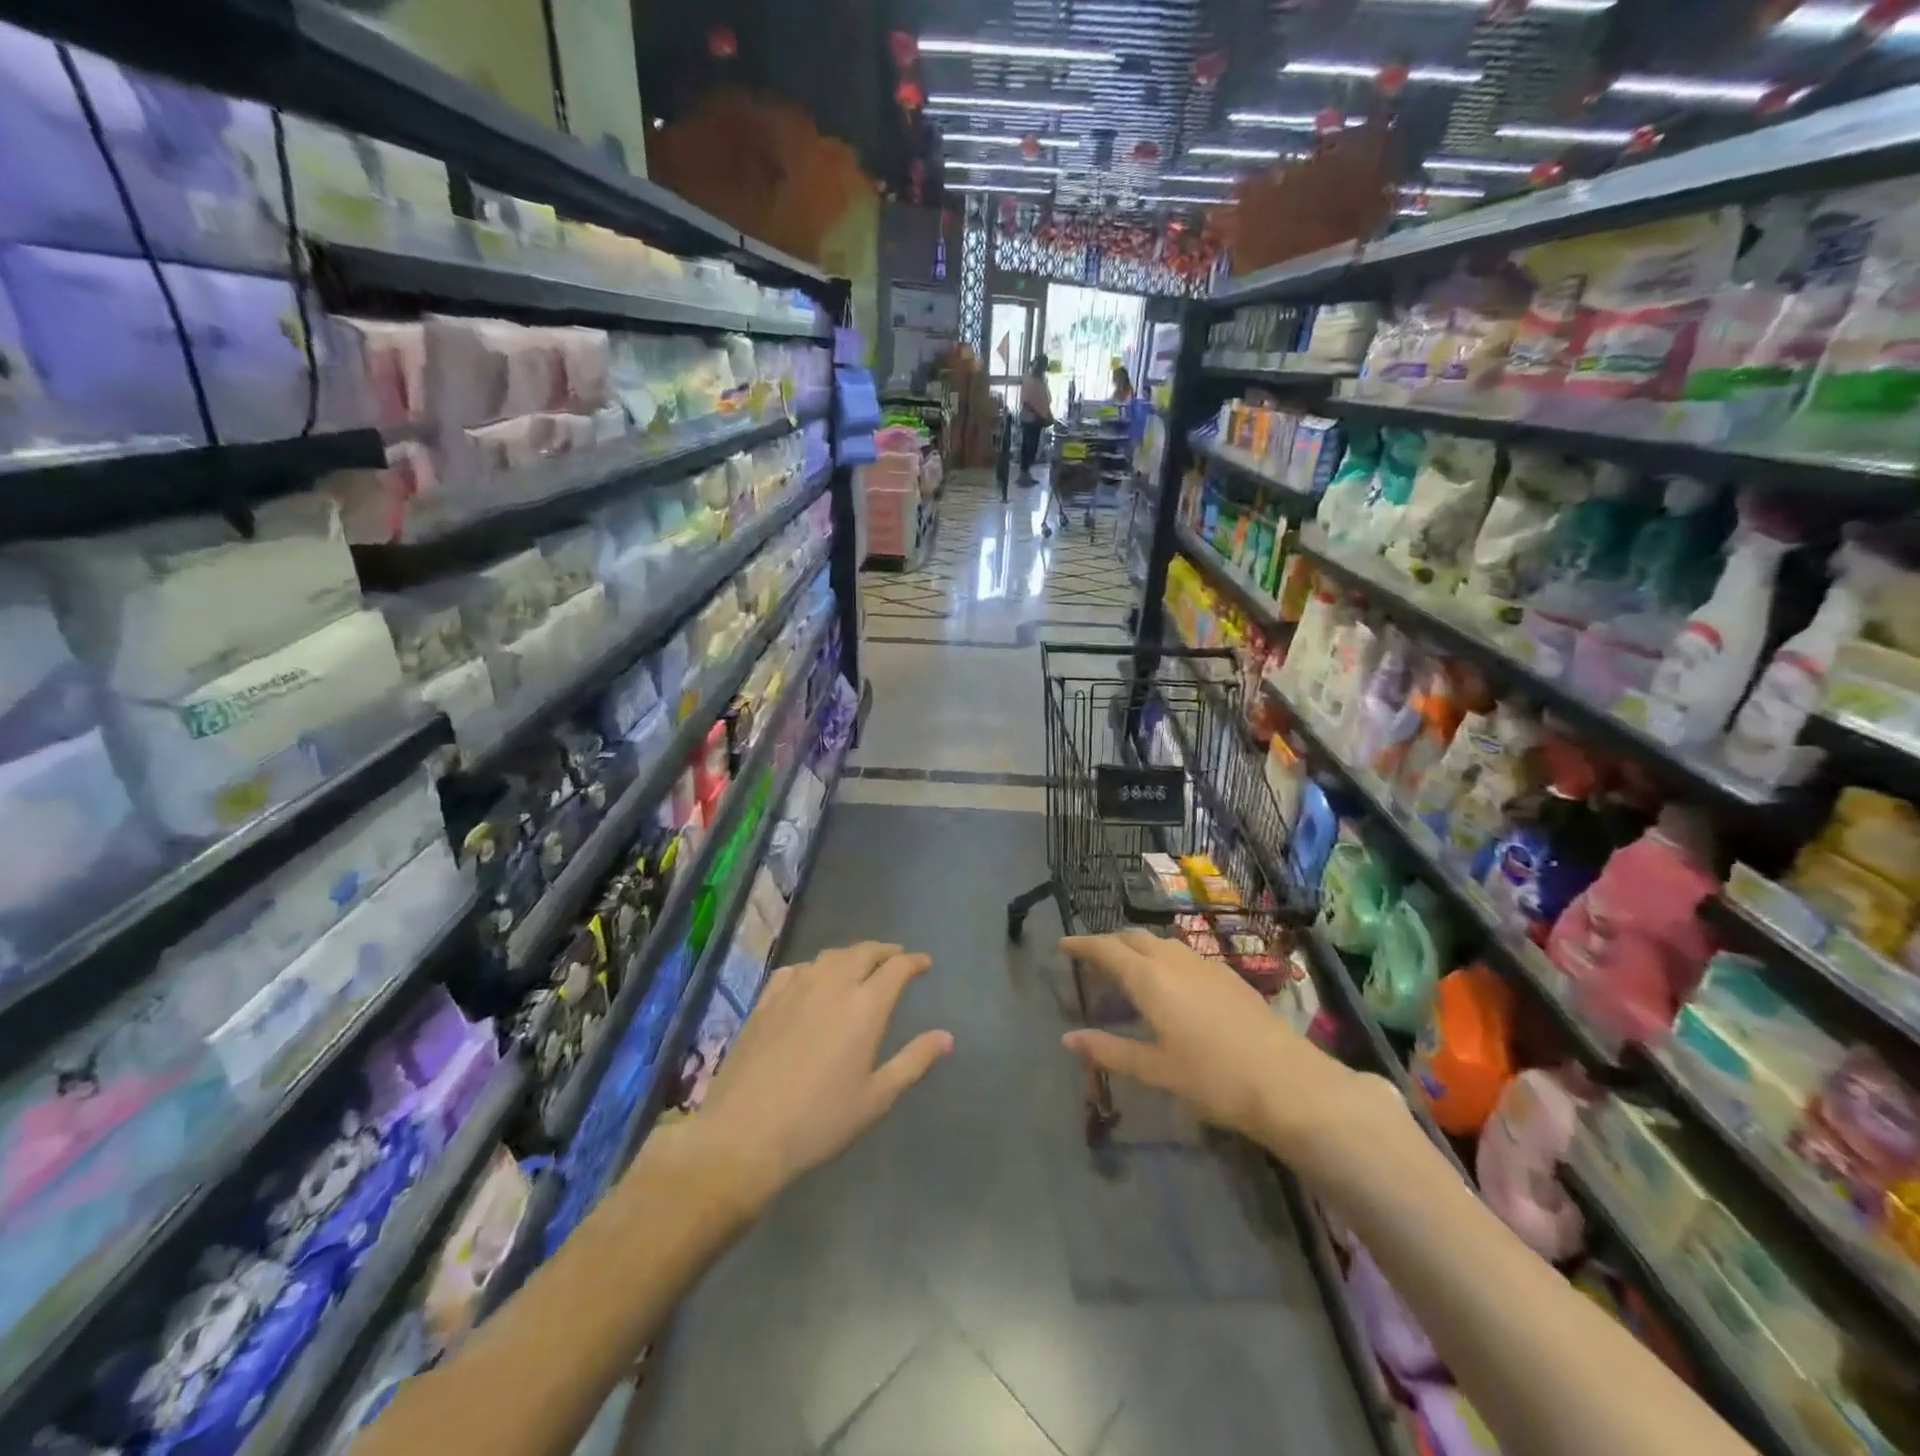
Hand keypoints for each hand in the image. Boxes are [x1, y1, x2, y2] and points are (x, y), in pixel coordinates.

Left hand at [651, 942, 952, 1220]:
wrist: (744, 1135)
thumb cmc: (820, 1122)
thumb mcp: (876, 1098)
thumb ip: (914, 1061)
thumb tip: (947, 1037)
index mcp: (866, 1006)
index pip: (897, 967)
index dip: (914, 961)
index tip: (924, 964)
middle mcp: (832, 985)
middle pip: (864, 952)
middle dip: (885, 951)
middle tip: (896, 958)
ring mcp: (795, 988)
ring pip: (830, 956)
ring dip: (852, 955)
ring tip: (859, 965)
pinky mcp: (766, 1000)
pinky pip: (797, 969)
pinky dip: (815, 967)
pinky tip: (812, 980)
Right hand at [1060, 930, 1408, 1168]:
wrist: (1287, 1082)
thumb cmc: (1212, 1077)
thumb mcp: (1154, 1069)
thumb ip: (1109, 1050)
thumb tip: (1068, 1039)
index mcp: (1149, 977)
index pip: (1105, 949)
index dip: (1081, 945)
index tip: (1062, 945)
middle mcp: (1173, 960)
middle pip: (1133, 938)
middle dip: (1109, 943)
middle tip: (1092, 959)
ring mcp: (1205, 964)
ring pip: (1160, 942)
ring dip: (1137, 948)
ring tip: (1126, 969)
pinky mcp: (1228, 975)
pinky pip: (1183, 953)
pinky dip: (1163, 957)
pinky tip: (1170, 983)